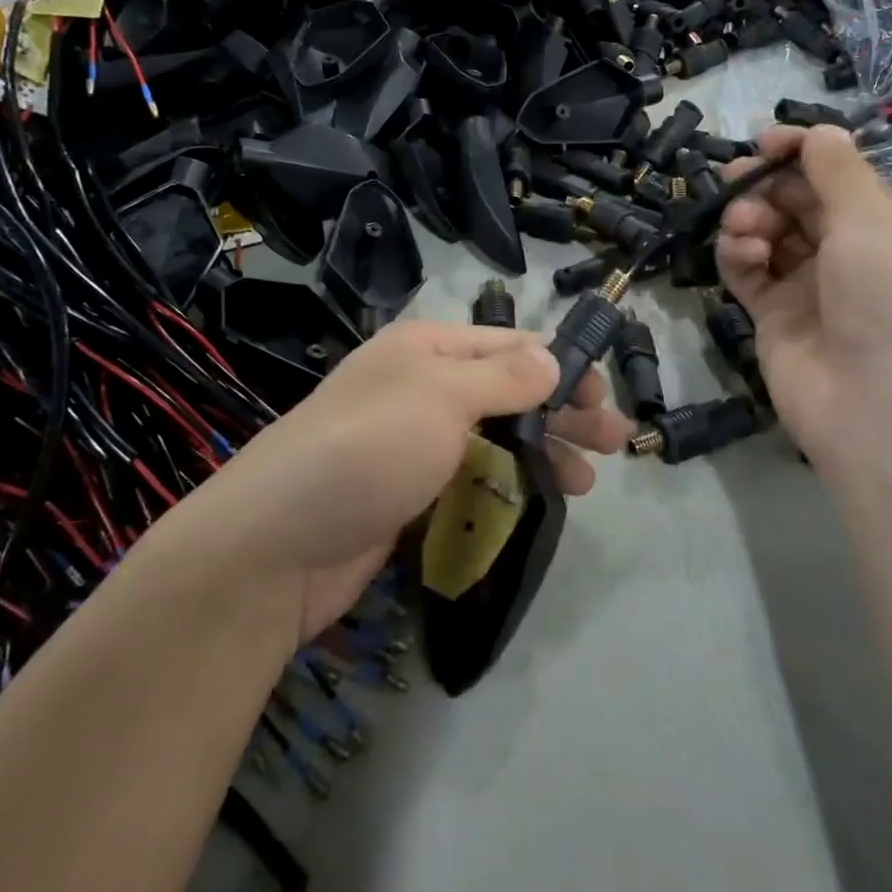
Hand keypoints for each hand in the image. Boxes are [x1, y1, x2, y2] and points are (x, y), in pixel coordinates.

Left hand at [194, 321, 629, 642]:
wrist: (277, 546)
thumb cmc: (369, 448)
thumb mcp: (442, 397)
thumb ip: (504, 377)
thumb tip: (551, 357)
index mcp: (426, 349)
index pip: (508, 345)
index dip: (560, 365)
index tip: (603, 395)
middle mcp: (421, 388)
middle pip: (508, 391)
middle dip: (561, 412)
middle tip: (614, 442)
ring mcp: (413, 443)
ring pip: (494, 436)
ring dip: (542, 451)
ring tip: (588, 481)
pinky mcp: (410, 493)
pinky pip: (471, 478)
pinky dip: (507, 484)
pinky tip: (540, 501)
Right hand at [716, 126, 891, 460]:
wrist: (878, 410)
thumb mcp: (874, 220)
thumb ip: (837, 169)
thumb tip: (818, 130)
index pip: (841, 177)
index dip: (803, 154)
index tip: (765, 141)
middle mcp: (852, 256)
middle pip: (800, 203)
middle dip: (768, 183)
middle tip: (736, 177)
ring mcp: (811, 289)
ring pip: (770, 234)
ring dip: (750, 217)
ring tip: (744, 224)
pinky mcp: (775, 318)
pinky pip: (748, 272)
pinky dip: (738, 254)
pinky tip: (739, 249)